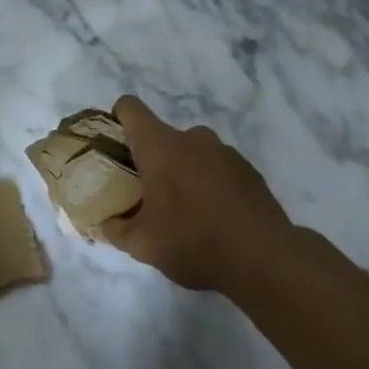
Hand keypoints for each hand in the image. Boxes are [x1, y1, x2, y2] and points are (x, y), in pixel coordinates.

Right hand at [102, 96, 296, 293]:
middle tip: (146, 194)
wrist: (264, 259)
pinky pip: (216, 167)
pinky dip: (208, 183)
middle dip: (150, 160)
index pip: (130, 108)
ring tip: (183, 210)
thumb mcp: (142, 245)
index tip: (113, 146)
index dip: (116, 119)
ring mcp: (225, 151)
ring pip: (190, 152)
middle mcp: (192, 138)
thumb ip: (115, 229)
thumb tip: (104, 223)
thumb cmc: (192, 242)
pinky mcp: (249, 169)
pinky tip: (212, 216)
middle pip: (160, 136)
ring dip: (181, 171)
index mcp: (160, 147)